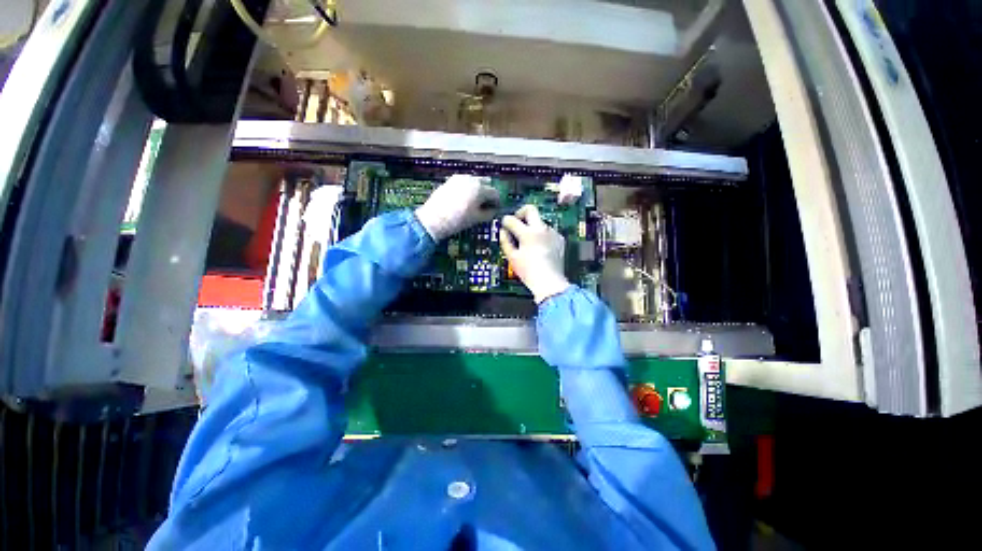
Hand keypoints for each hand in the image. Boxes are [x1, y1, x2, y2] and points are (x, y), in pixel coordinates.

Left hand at [415, 174, 500, 240]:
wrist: (433, 219)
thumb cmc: (458, 220)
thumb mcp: (477, 219)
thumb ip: (489, 213)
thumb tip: (494, 210)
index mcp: (480, 189)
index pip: (495, 193)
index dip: (497, 202)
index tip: (496, 209)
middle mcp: (471, 179)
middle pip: (486, 183)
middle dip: (488, 193)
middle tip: (486, 204)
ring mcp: (460, 178)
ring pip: (475, 180)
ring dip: (479, 189)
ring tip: (475, 202)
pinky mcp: (450, 180)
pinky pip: (464, 181)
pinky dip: (468, 188)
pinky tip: (465, 199)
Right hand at [500, 205, 571, 302]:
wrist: (549, 282)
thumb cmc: (528, 271)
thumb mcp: (512, 257)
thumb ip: (505, 241)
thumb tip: (502, 231)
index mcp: (528, 233)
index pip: (512, 219)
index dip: (505, 221)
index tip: (504, 226)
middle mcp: (542, 229)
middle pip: (530, 209)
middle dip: (520, 213)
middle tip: (516, 223)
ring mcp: (553, 233)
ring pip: (540, 221)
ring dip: (532, 226)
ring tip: (528, 241)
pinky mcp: (560, 239)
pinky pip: (548, 231)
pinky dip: (541, 235)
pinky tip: (539, 247)